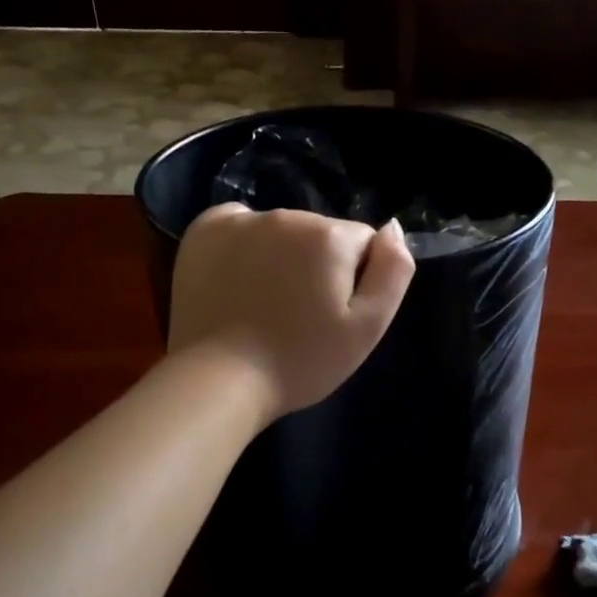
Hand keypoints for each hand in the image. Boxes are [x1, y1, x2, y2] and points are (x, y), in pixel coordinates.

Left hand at [167, 203, 415, 420]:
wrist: (220, 381)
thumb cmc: (302, 361)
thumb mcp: (367, 328)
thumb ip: (393, 271)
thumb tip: (393, 227)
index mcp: (330, 236)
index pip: (363, 243)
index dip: (357, 279)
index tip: (335, 313)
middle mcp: (286, 215)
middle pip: (322, 234)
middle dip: (319, 266)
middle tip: (302, 315)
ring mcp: (240, 220)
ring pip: (282, 232)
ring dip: (283, 257)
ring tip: (268, 305)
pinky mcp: (203, 231)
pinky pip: (240, 226)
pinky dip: (245, 246)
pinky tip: (239, 282)